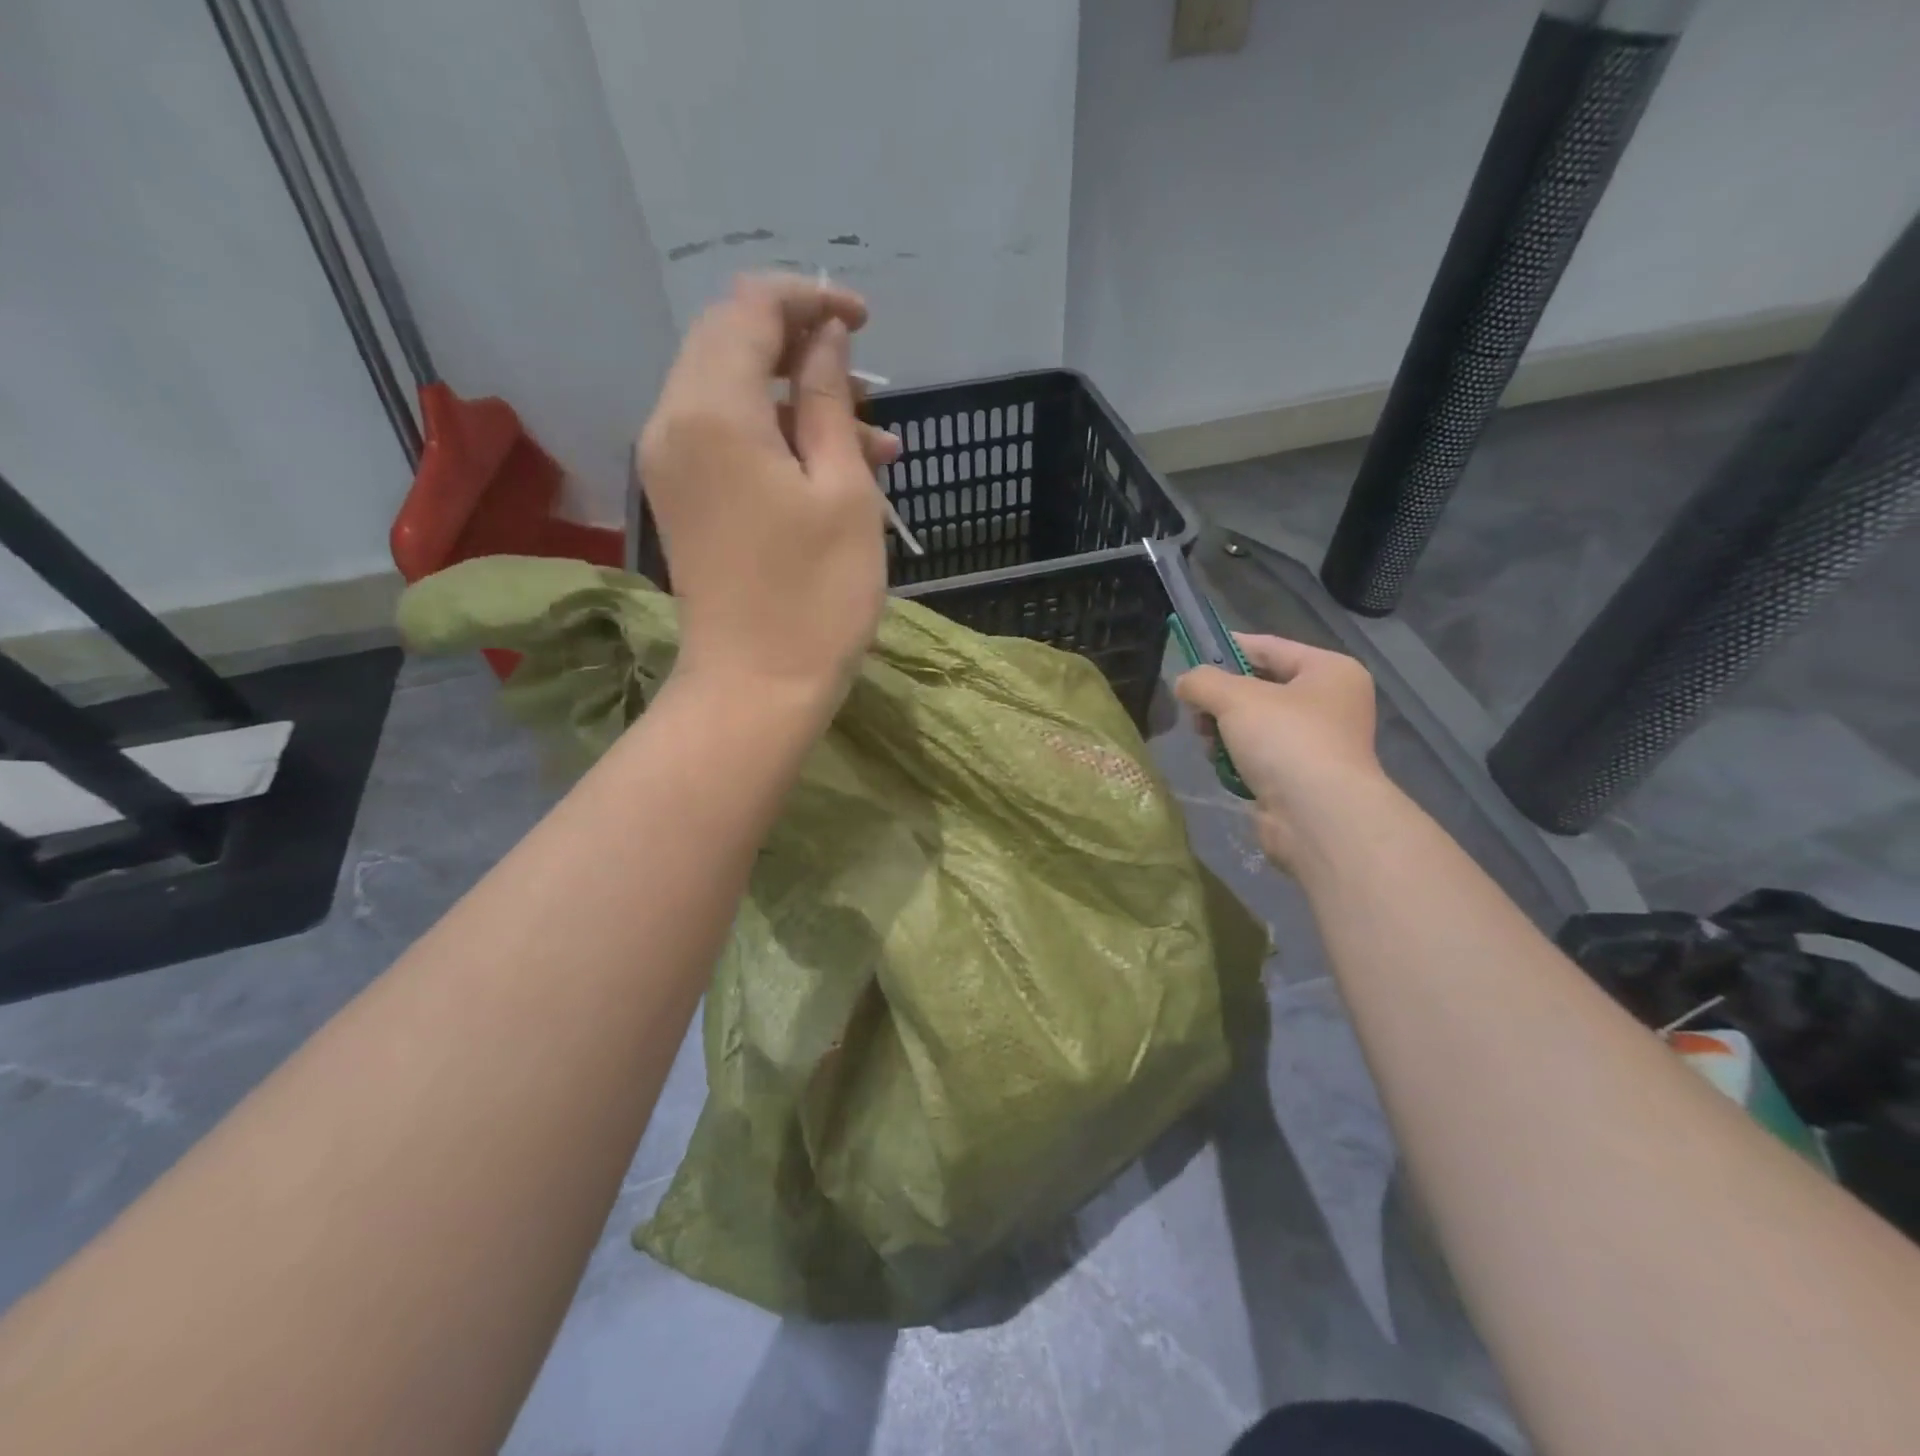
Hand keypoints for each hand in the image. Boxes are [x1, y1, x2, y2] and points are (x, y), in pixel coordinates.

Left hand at [637, 273, 903, 703]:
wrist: (756, 688)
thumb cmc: (816, 595)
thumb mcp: (843, 490)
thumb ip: (830, 400)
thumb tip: (826, 336)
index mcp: (713, 409)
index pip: (750, 308)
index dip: (809, 299)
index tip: (864, 321)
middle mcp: (674, 421)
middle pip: (730, 343)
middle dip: (802, 347)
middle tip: (866, 382)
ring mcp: (670, 464)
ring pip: (732, 394)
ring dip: (799, 401)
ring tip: (877, 443)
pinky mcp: (682, 499)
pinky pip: (725, 439)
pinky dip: (777, 438)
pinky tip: (836, 469)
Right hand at [1175, 635, 1385, 870]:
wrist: (1317, 816)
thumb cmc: (1285, 740)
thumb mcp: (1235, 697)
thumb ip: (1202, 681)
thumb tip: (1185, 683)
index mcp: (1329, 671)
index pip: (1269, 647)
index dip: (1228, 647)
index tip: (1191, 654)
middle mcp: (1331, 703)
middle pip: (1260, 688)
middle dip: (1221, 699)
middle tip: (1194, 709)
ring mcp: (1319, 743)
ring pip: (1256, 724)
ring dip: (1224, 731)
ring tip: (1206, 741)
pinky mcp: (1303, 777)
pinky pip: (1260, 755)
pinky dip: (1237, 758)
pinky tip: (1221, 764)